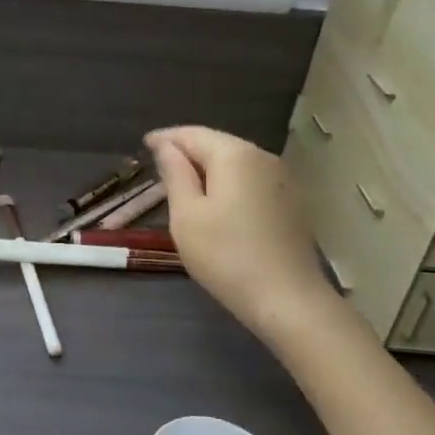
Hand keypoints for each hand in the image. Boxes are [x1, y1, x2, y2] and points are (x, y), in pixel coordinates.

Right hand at [146, 126, 332, 340]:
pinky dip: (228, 184)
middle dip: (188, 151)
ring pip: (236, 164)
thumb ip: (175, 174)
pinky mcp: (290, 203)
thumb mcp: (186, 215)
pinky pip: (250, 182)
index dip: (166, 138)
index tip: (144, 145)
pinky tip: (216, 203)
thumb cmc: (226, 255)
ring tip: (183, 183)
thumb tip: (166, 146)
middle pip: (218, 145)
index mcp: (235, 155)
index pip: (193, 134)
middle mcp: (262, 157)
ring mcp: (282, 180)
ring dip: (208, 169)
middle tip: (160, 164)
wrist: (287, 299)